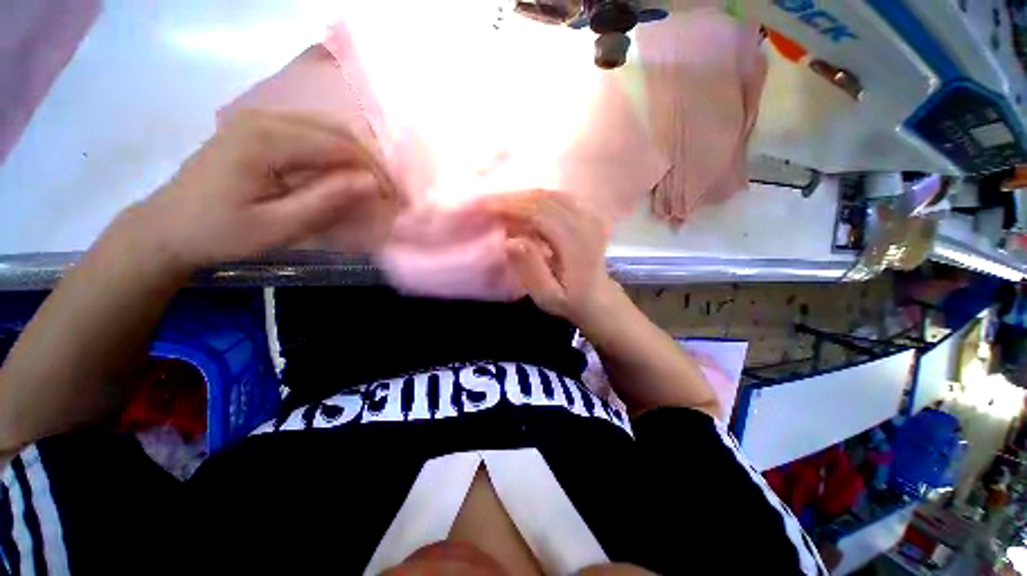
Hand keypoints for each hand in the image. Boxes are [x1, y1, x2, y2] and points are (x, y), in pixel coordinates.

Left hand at [131, 110, 397, 271]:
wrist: (167, 227)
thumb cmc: (220, 233)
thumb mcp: (277, 226)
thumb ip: (325, 201)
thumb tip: (371, 183)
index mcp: (264, 140)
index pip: (339, 146)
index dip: (373, 171)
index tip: (391, 198)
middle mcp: (263, 118)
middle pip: (336, 130)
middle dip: (369, 160)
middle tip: (385, 192)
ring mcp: (258, 118)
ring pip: (326, 127)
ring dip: (355, 156)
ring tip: (369, 185)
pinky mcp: (257, 128)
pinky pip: (310, 132)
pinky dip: (335, 152)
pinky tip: (342, 174)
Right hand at [482, 190, 621, 328]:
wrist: (598, 298)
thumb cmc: (570, 301)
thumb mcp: (548, 296)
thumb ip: (531, 270)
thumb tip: (510, 240)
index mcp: (576, 243)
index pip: (540, 214)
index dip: (511, 207)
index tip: (485, 207)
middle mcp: (585, 223)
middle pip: (544, 199)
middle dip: (512, 199)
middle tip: (487, 204)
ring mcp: (589, 215)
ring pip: (550, 195)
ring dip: (522, 197)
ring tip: (500, 205)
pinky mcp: (587, 214)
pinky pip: (557, 198)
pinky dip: (536, 199)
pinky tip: (522, 207)